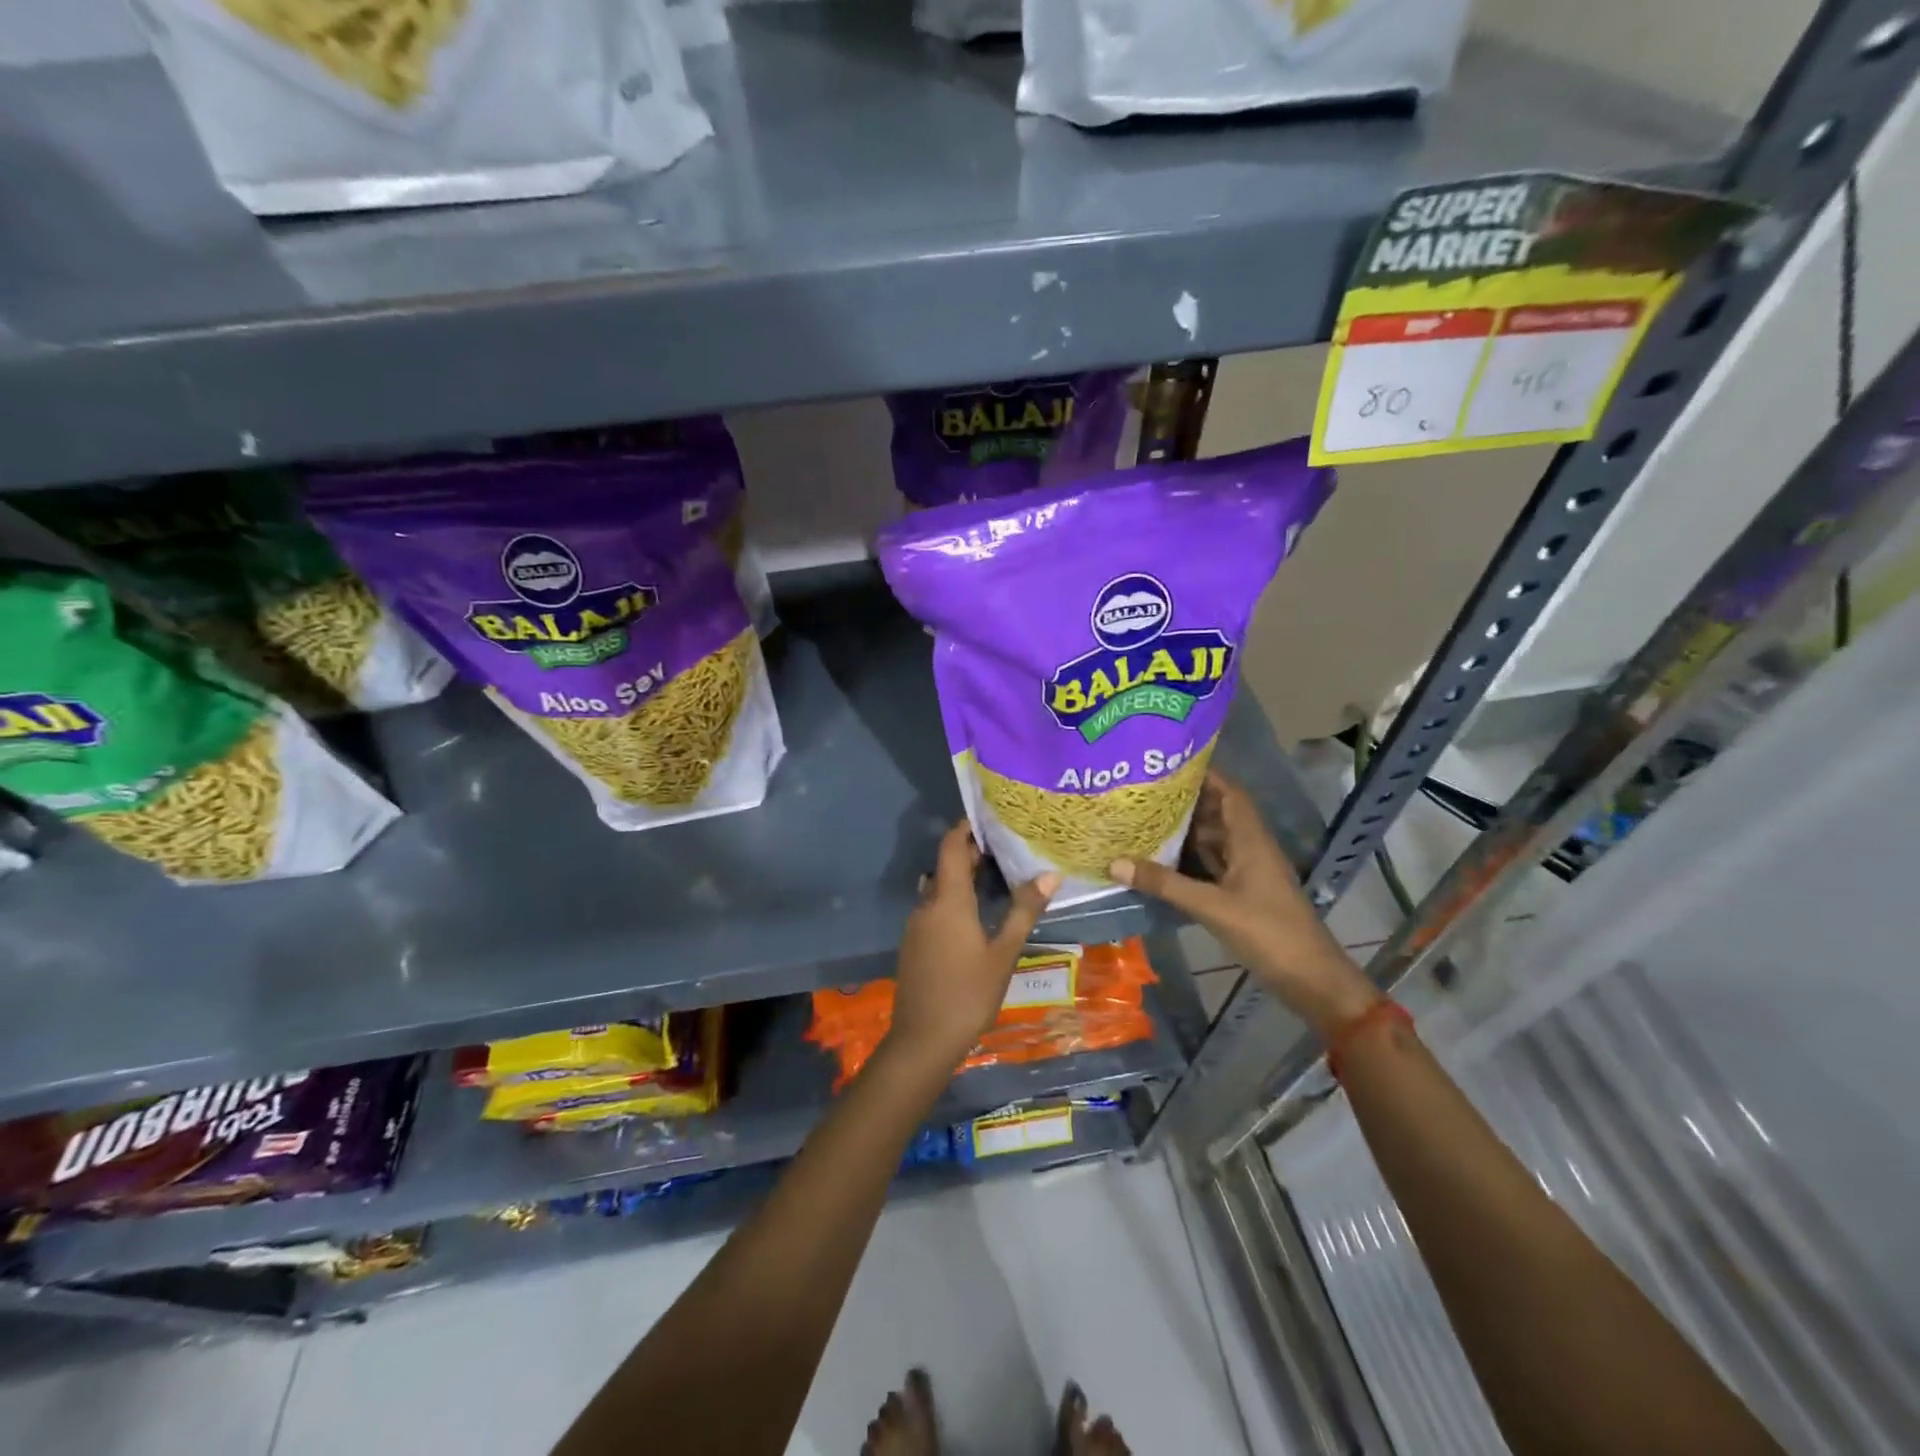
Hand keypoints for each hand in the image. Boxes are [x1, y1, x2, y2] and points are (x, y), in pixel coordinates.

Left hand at [889, 824, 1060, 1067]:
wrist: (923, 1040)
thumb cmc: (968, 993)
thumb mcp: (1004, 953)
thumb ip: (1024, 910)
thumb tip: (1050, 873)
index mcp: (947, 900)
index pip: (951, 846)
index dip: (966, 827)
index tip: (991, 818)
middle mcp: (926, 905)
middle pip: (946, 866)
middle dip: (973, 854)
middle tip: (1007, 849)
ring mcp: (916, 925)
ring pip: (940, 889)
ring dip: (964, 879)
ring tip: (997, 878)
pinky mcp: (914, 944)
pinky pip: (934, 909)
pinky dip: (954, 900)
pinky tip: (977, 915)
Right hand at [1110, 771, 1376, 1038]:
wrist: (1310, 979)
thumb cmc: (1268, 933)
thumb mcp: (1212, 907)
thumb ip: (1165, 884)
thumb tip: (1115, 862)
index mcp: (1251, 839)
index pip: (1229, 792)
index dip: (1204, 774)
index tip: (1167, 763)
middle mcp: (1250, 848)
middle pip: (1218, 813)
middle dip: (1185, 801)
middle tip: (1144, 791)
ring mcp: (1248, 872)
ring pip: (1214, 840)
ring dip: (1185, 831)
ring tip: (1145, 818)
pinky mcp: (1243, 894)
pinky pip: (1213, 864)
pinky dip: (1190, 859)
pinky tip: (1161, 859)